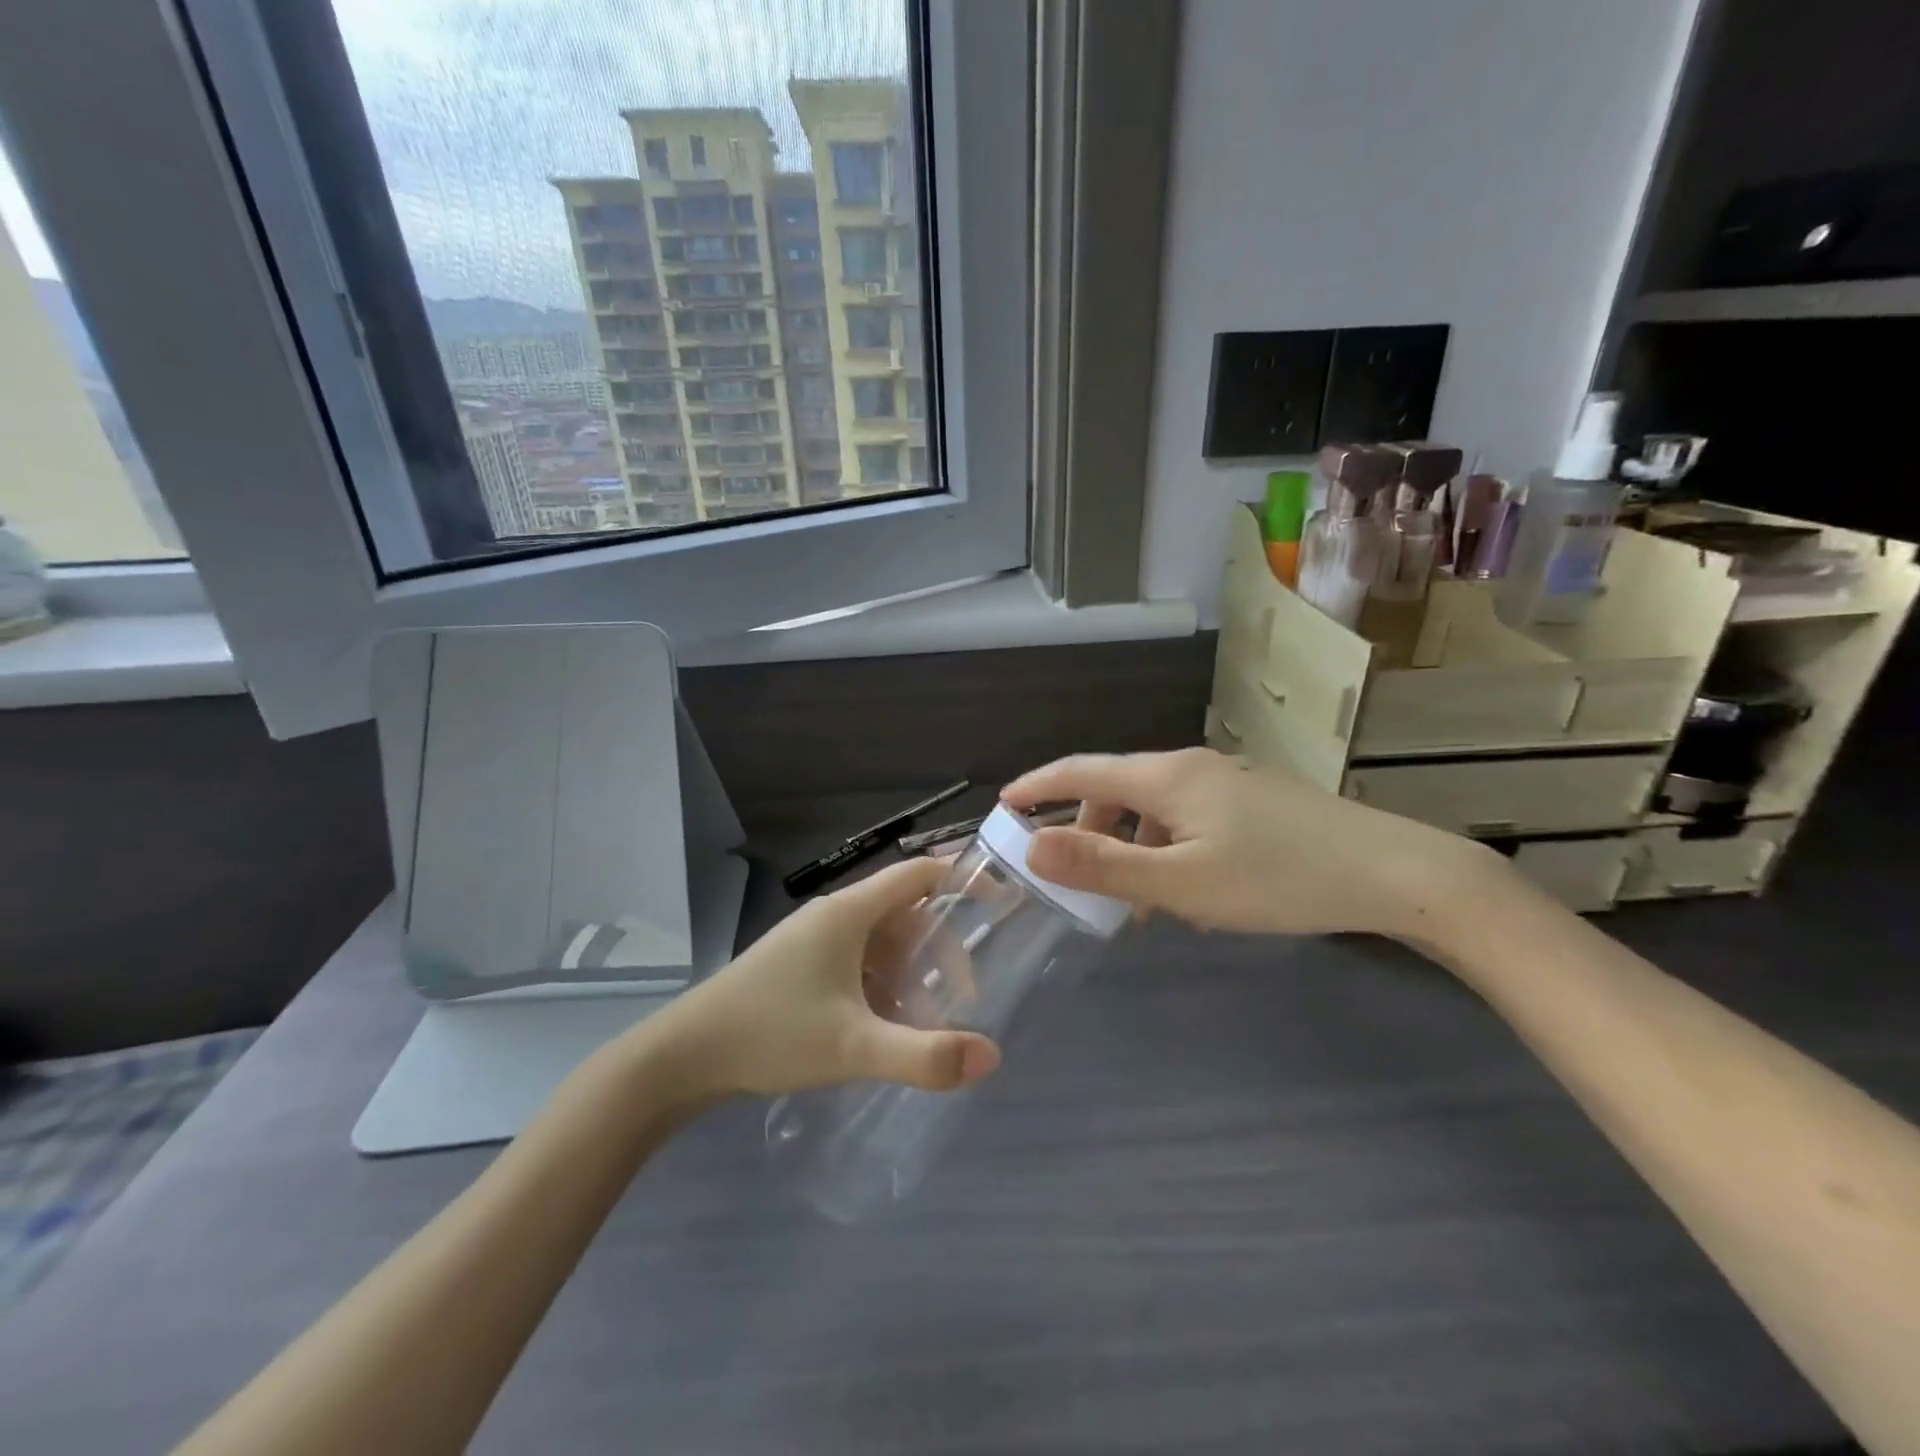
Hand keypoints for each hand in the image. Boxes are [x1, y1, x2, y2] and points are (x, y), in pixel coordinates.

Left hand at [650, 858, 1002, 1099]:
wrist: (684, 1056)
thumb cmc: (771, 1033)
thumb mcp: (853, 1046)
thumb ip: (924, 1055)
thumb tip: (991, 1058)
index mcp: (849, 913)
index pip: (918, 875)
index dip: (961, 881)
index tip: (999, 903)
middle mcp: (833, 916)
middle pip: (905, 916)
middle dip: (940, 953)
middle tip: (964, 999)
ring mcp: (813, 941)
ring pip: (881, 944)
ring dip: (911, 975)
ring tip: (927, 1023)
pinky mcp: (800, 966)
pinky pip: (857, 963)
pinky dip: (882, 987)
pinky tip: (885, 1028)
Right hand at [1001, 748, 1499, 940]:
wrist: (1392, 872)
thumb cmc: (1277, 878)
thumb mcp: (1181, 882)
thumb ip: (1103, 865)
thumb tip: (1032, 845)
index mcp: (1166, 777)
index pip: (1081, 770)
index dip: (1038, 784)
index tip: (1003, 803)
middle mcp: (1191, 767)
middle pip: (1117, 788)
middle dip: (1087, 829)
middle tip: (1077, 880)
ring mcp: (1228, 781)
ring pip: (1154, 807)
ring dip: (1130, 845)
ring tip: (1136, 901)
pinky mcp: (1254, 801)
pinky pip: (1187, 817)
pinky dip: (1166, 847)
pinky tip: (1189, 888)